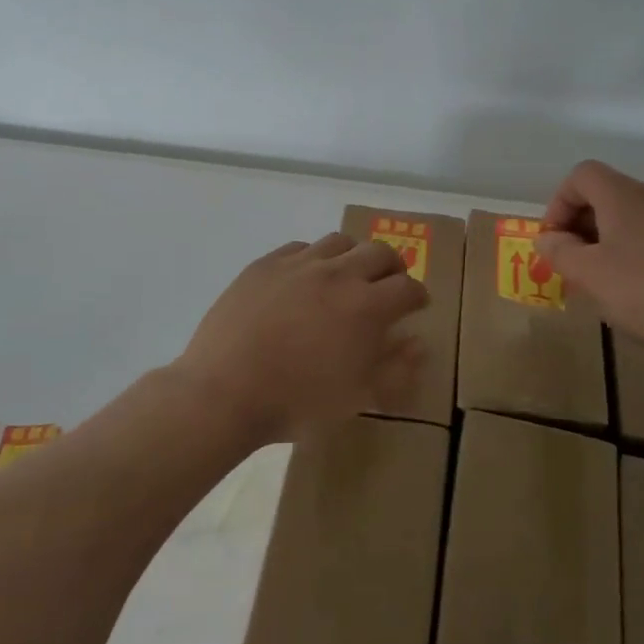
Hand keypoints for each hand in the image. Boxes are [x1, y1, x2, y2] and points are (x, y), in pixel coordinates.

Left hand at [176, 233, 430, 443]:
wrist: (225, 391)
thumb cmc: (297, 402)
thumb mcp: (357, 397)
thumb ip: (395, 369)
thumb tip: (418, 343)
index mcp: (367, 307)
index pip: (408, 288)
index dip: (418, 296)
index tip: (416, 306)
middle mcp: (338, 274)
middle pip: (380, 252)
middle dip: (393, 267)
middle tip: (388, 285)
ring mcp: (299, 264)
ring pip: (340, 241)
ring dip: (353, 255)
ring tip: (347, 276)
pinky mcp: (266, 264)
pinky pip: (300, 247)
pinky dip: (313, 258)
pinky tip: (305, 278)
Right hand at [536, 160, 643, 360]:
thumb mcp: (591, 276)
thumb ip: (560, 253)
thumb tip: (547, 238)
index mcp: (623, 195)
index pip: (581, 176)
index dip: (558, 204)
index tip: (555, 242)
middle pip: (606, 196)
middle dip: (581, 227)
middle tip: (574, 266)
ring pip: (632, 219)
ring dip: (609, 244)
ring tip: (606, 284)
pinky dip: (638, 254)